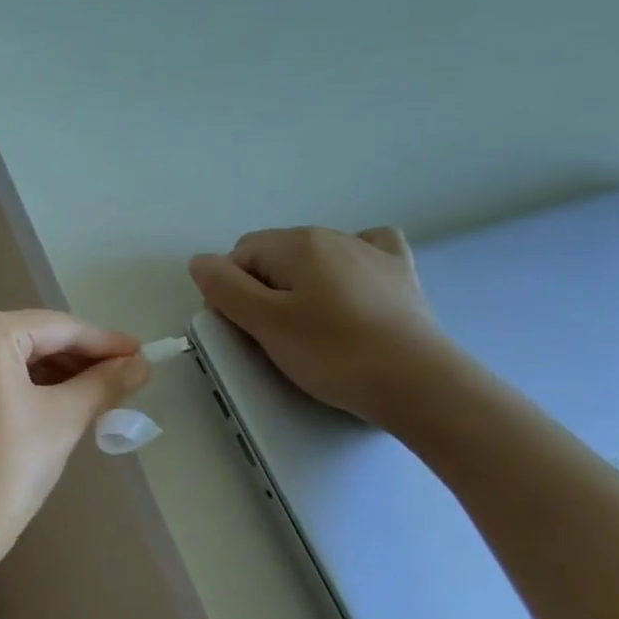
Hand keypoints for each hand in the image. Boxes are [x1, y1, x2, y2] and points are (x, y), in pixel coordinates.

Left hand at [0, 310, 148, 571]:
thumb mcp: (62, 420)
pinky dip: (24, 385)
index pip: (56, 327)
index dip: (104, 342)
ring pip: (11, 357)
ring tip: (99, 392)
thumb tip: (141, 363)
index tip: (141, 354)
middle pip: (32, 338)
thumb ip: (104, 383)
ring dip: (54, 373)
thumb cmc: (5, 470)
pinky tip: (57, 401)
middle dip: (79, 358)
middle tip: (125, 377)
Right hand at [189, 226, 455, 426]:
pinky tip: (348, 289)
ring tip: (310, 328)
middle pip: (272, 256)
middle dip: (261, 289)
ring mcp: (371, 251)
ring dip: (298, 285)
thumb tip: (200, 261)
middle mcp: (332, 235)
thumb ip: (225, 288)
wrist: (418, 383)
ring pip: (312, 259)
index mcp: (296, 243)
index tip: (241, 331)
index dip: (228, 292)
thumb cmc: (333, 353)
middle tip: (271, 336)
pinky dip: (346, 268)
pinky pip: (362, 254)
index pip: (238, 257)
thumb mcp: (266, 324)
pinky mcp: (399, 273)